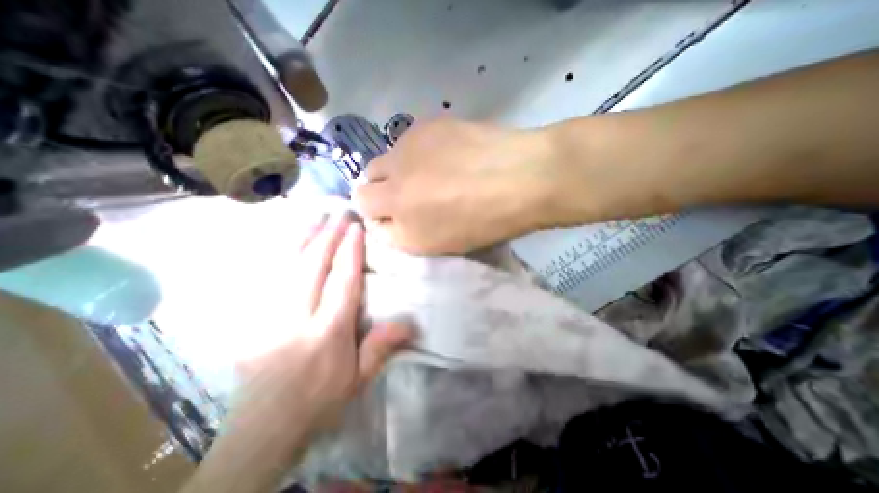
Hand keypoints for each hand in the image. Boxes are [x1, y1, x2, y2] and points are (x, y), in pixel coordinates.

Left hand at [232, 214, 411, 437]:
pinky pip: (268, 278)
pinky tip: (287, 242)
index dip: (350, 253)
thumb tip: (408, 324)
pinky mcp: (253, 320)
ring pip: (287, 267)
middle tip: (338, 214)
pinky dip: (279, 256)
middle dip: (327, 237)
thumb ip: (380, 349)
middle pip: (313, 267)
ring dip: (303, 239)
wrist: (263, 430)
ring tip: (314, 218)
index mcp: (327, 332)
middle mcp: (297, 317)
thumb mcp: (357, 380)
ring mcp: (270, 316)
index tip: (356, 229)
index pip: (341, 282)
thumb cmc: (319, 401)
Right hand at [352, 117, 550, 254]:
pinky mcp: (422, 126)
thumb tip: (385, 219)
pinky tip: (443, 153)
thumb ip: (405, 234)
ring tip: (427, 172)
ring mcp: (405, 153)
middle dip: (377, 194)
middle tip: (405, 194)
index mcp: (403, 227)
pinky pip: (404, 143)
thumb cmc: (487, 221)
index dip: (379, 218)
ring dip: (394, 171)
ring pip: (381, 162)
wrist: (521, 177)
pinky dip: (414, 152)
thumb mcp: (442, 244)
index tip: (395, 216)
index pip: (367, 221)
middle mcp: (393, 190)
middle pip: (362, 189)